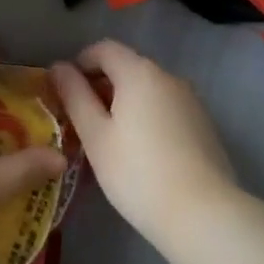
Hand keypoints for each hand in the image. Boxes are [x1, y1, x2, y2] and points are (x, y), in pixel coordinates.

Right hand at [50, 39, 238, 250]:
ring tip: (108, 139)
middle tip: (81, 120)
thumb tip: (59, 67)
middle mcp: (168, 76)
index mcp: (139, 72)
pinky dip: (146, 116)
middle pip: (127, 66)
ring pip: (147, 89)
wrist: (204, 215)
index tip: (65, 91)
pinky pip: (165, 107)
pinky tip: (140, 151)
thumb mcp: (96, 136)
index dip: (80, 63)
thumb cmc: (138, 173)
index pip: (104, 49)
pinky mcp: (203, 124)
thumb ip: (75, 96)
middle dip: (101, 85)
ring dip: (124, 102)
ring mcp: (190, 100)